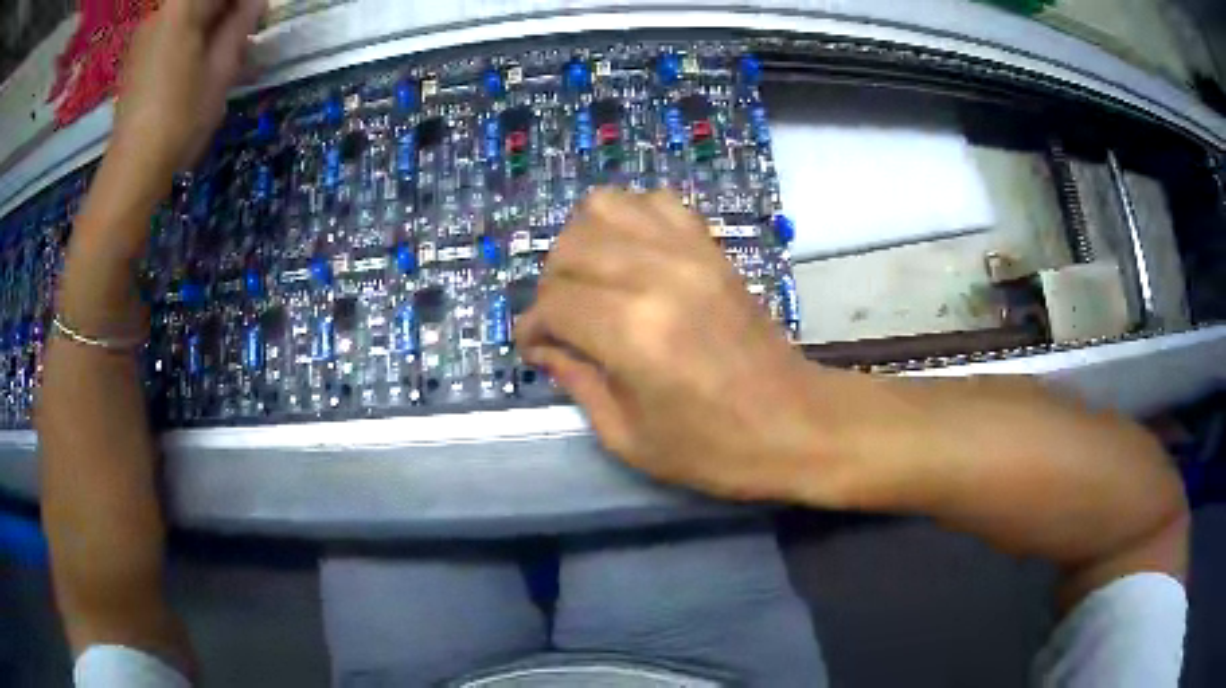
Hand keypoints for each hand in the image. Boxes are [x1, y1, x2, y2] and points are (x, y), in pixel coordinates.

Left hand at [112, 0, 265, 185]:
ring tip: (228, 50)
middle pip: (203, 1)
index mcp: (181, 6)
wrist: (132, 171)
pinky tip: (202, 61)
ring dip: (212, 25)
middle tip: (247, 31)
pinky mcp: (137, 58)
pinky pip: (172, 32)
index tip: (257, 16)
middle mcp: (160, 12)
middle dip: (228, 11)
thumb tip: (254, 2)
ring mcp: (145, 35)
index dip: (244, 3)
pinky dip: (192, 38)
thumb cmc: (180, 118)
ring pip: (188, 16)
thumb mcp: (222, 67)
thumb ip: (241, 23)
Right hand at [517, 189, 836, 500]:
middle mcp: (656, 276)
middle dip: (551, 284)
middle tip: (563, 320)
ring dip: (584, 241)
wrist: (795, 424)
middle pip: (571, 246)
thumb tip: (542, 346)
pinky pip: (657, 202)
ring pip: (605, 206)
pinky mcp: (712, 248)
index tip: (535, 347)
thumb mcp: (628, 436)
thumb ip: (576, 381)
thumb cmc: (713, 448)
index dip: (532, 326)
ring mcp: (689, 253)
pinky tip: (632, 256)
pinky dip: (631, 219)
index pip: (553, 303)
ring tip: (592, 280)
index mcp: (632, 332)